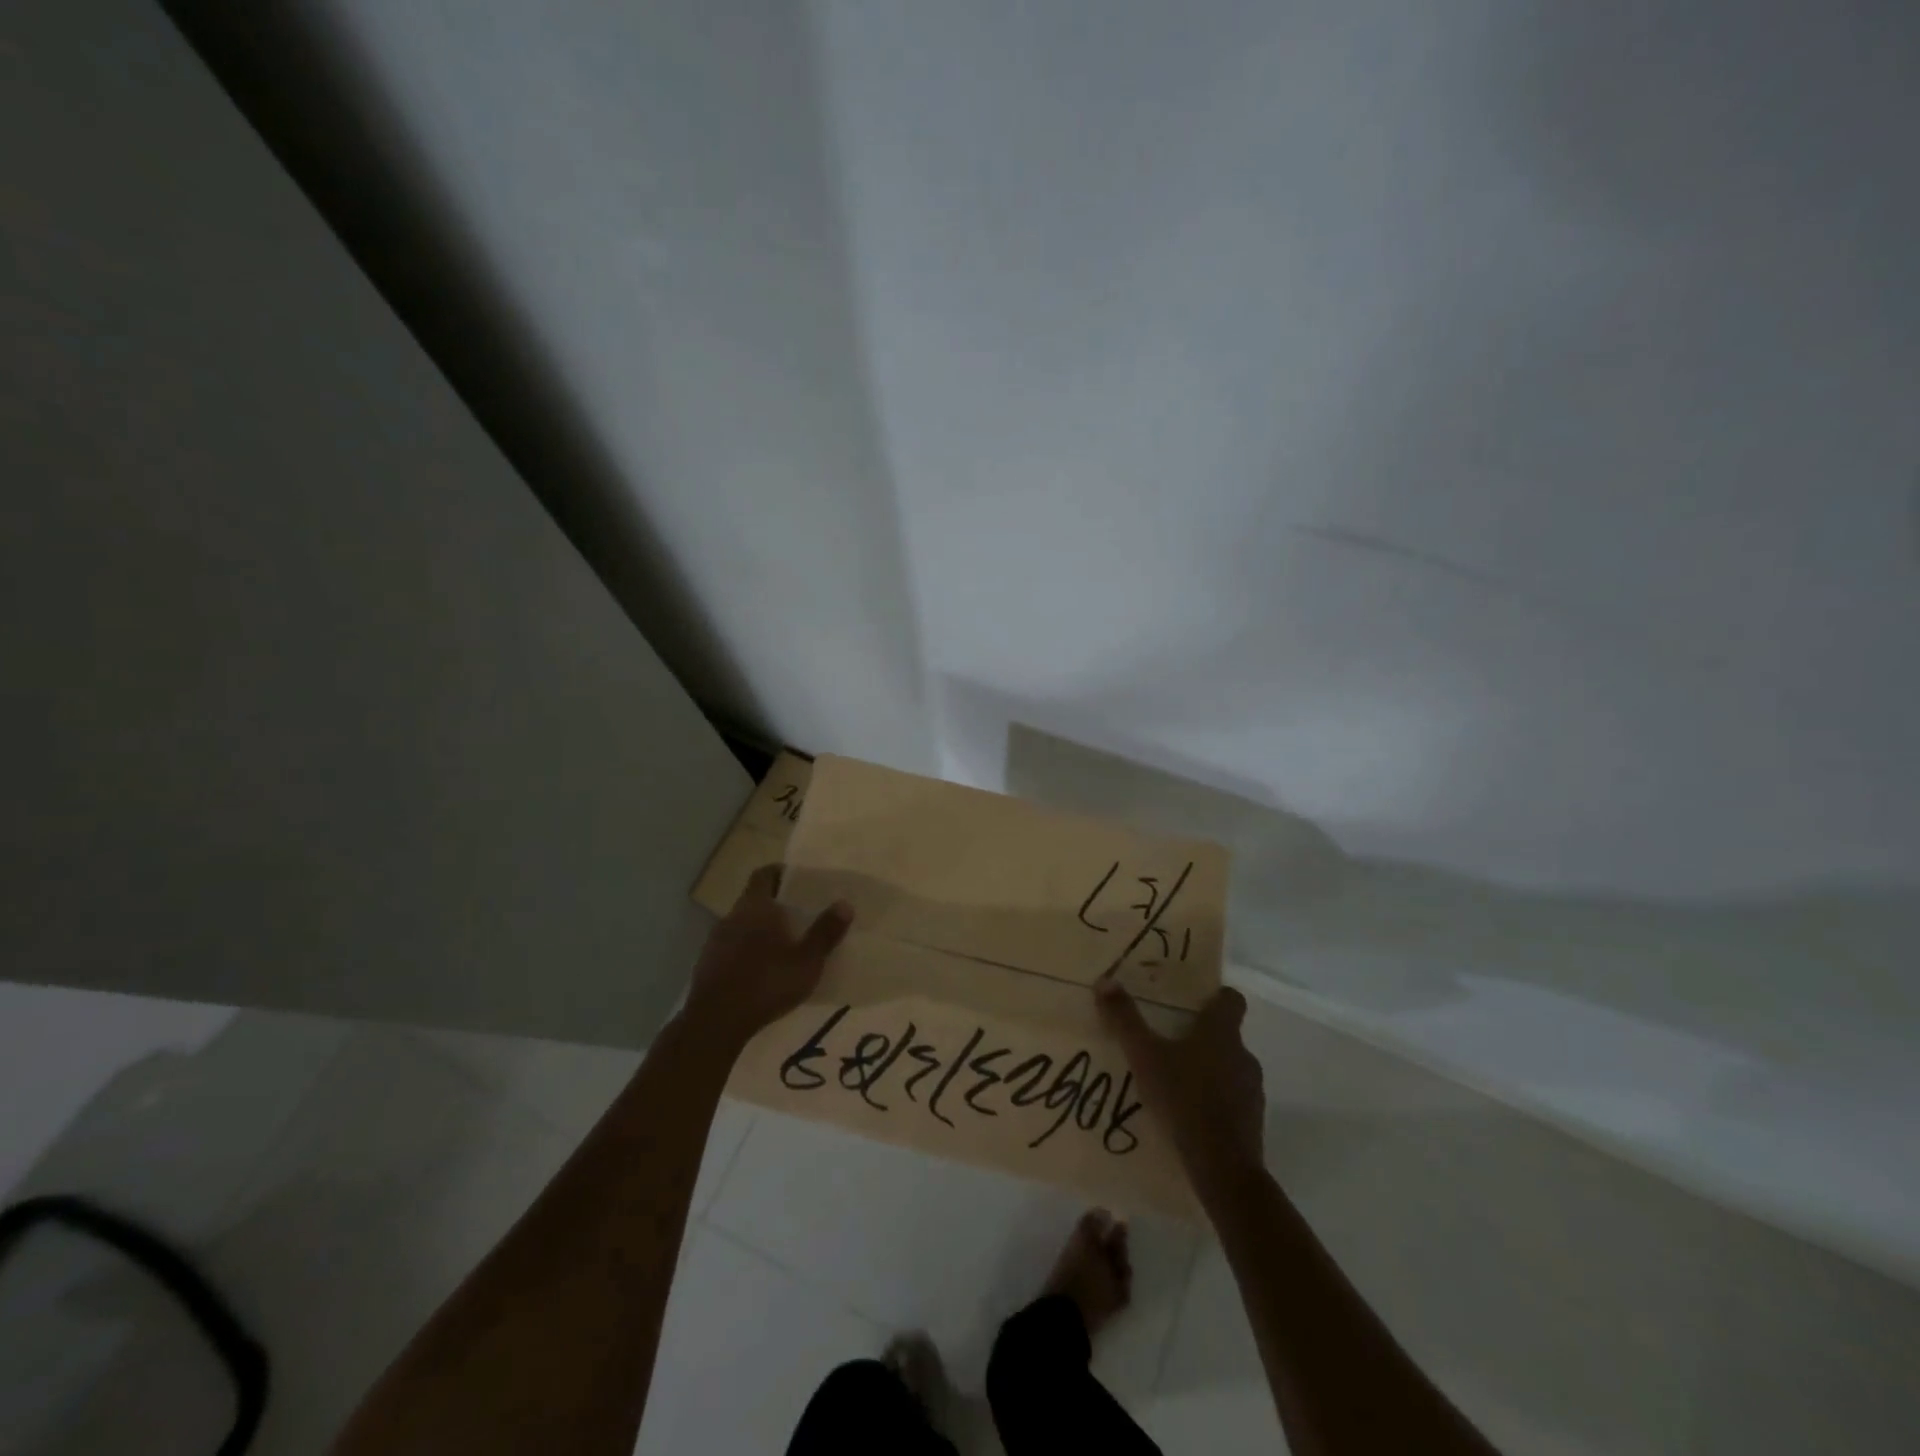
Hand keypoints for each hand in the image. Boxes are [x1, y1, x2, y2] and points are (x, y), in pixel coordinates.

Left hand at [682, 866, 852, 1049]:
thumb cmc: (766, 983)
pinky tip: (761, 972)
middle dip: (775, 905)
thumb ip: (825, 932)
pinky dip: (747, 951)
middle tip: (800, 916)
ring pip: (742, 925)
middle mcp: (732, 916)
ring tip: (783, 946)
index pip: (764, 874)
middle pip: (754, 899)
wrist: (715, 1023)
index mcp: (756, 906)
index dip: (780, 873)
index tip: (799, 882)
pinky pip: (731, 948)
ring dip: (760, 930)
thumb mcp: (807, 961)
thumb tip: (845, 903)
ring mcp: (715, 941)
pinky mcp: (707, 964)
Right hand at [1096, 980, 1264, 1194]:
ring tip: (1175, 1082)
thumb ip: (1125, 1020)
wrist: (1224, 1168)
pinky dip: (1215, 1101)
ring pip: (1229, 1068)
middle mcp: (1243, 1055)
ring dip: (1208, 1070)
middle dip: (1201, 1037)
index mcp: (1221, 1032)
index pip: (1231, 999)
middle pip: (1226, 1035)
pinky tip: (1189, 1115)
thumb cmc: (1184, 1099)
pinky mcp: (1252, 1121)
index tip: (1194, 1002)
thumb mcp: (1145, 1057)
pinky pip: (1232, 1099)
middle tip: (1169, 1042)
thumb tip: (1105, 980)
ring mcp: (1251, 1090)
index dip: (1215, 996)